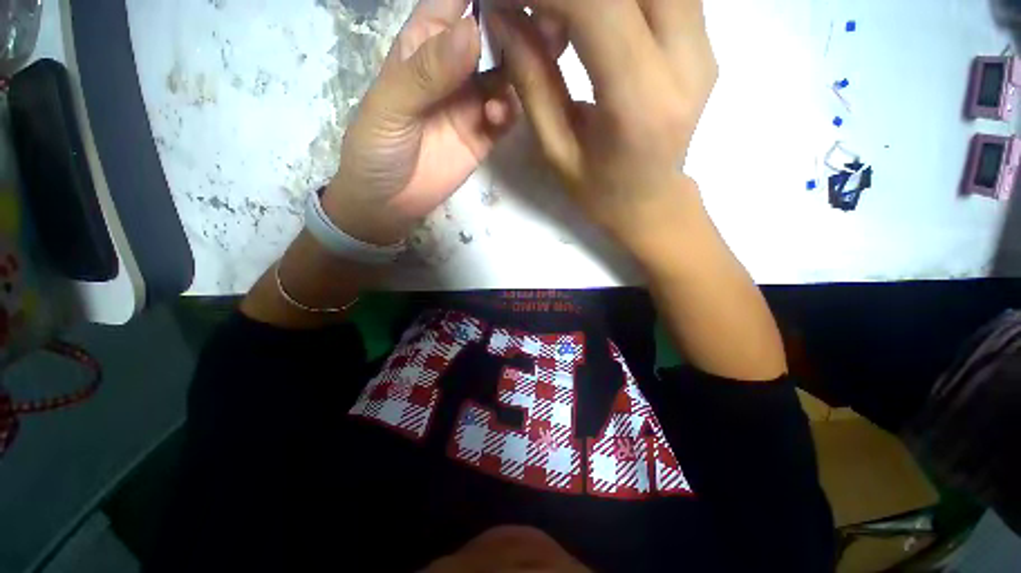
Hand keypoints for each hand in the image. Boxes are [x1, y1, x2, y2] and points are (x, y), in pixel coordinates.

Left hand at [322, 0, 515, 245]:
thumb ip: (428, 72)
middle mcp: (454, 67)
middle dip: (518, 26)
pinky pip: (506, 114)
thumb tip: (472, 33)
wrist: (389, 203)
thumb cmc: (376, 149)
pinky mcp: (485, 134)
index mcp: (424, 44)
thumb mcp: (390, 106)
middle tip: (546, 24)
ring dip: (524, 67)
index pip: (456, 1)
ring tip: (538, 64)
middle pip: (492, 35)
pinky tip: (500, 115)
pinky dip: (510, 110)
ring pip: (508, 73)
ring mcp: (473, 102)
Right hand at [487, 0, 716, 252]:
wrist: (652, 203)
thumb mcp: (556, 150)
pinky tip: (594, 16)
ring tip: (560, 17)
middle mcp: (685, 60)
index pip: (597, 6)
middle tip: (535, 10)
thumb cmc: (599, 192)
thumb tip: (504, 15)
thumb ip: (532, 81)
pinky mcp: (705, 41)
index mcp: (640, 102)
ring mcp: (704, 46)